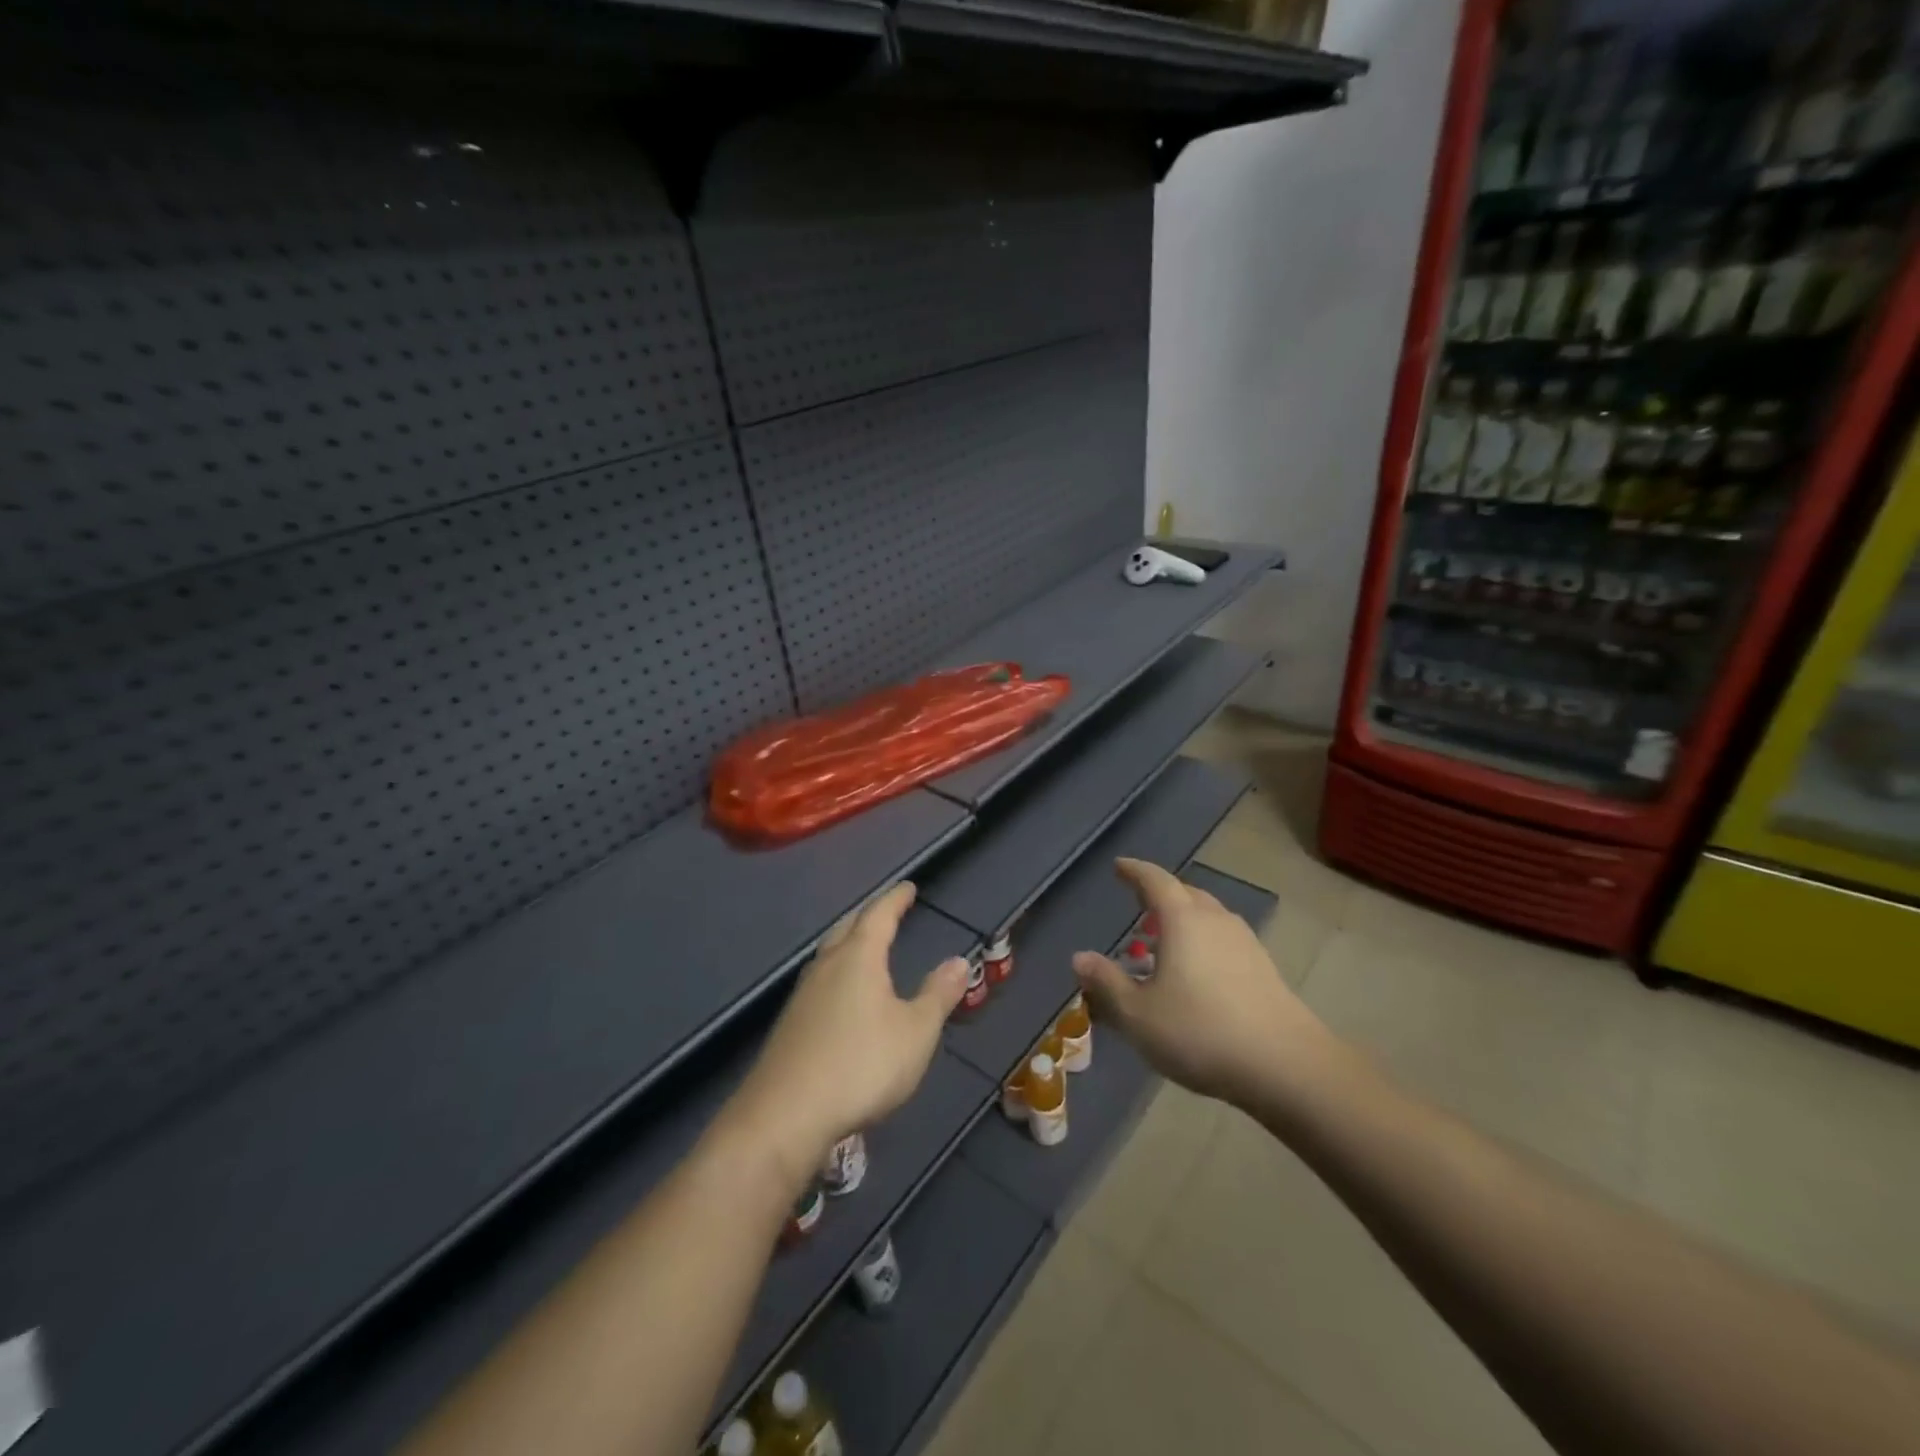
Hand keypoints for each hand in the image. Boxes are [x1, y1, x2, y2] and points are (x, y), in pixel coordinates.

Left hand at [725, 883, 968, 1186]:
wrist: (785, 1115)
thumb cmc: (861, 1064)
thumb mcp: (916, 1032)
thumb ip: (938, 994)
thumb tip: (960, 960)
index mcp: (858, 958)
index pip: (879, 915)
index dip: (895, 899)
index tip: (908, 887)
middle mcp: (826, 966)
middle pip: (847, 928)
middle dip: (868, 916)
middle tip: (886, 912)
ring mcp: (803, 995)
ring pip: (828, 954)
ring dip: (848, 943)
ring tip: (864, 948)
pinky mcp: (790, 1025)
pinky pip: (819, 982)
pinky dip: (836, 973)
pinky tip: (840, 995)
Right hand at [1073, 858, 1331, 1107]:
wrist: (1285, 1066)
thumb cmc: (1200, 1032)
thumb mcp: (1138, 1014)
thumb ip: (1106, 983)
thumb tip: (1080, 958)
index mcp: (1183, 920)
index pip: (1155, 880)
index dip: (1134, 871)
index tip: (1119, 866)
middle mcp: (1215, 920)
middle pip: (1185, 894)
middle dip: (1160, 895)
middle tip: (1139, 905)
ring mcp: (1245, 943)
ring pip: (1208, 917)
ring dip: (1183, 920)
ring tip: (1163, 943)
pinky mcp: (1263, 968)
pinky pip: (1223, 940)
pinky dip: (1203, 942)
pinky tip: (1196, 973)